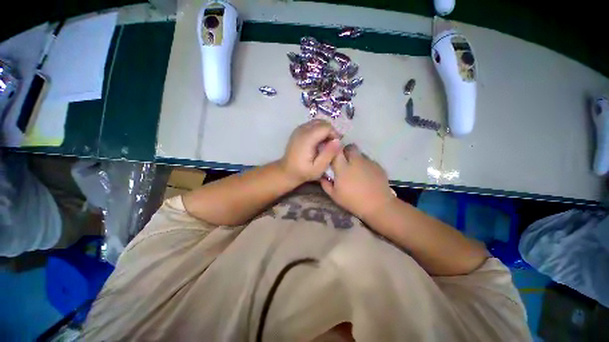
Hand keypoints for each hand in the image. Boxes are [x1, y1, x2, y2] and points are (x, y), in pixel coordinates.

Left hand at [280, 119, 340, 183]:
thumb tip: (338, 141)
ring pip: (318, 122)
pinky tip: (318, 142)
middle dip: (330, 132)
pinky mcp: (298, 130)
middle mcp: (302, 130)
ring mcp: (299, 129)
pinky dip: (319, 130)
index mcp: (307, 138)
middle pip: (322, 122)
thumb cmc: (303, 171)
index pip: (326, 127)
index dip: (334, 135)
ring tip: (325, 144)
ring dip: (325, 131)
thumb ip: (328, 154)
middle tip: (331, 145)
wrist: (287, 171)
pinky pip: (312, 125)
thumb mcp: (318, 168)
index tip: (335, 146)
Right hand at [320, 144, 394, 219]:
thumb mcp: (334, 196)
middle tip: (344, 161)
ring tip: (356, 170)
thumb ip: (325, 184)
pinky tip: (366, 175)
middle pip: (350, 147)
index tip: (333, 156)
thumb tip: (322, 176)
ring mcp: (368, 162)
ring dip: (356, 158)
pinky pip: (369, 160)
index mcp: (343, 167)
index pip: (336, 151)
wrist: (378, 206)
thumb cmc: (353, 201)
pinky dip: (365, 165)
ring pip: (360, 153)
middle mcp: (355, 161)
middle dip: (346, 151)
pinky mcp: (378, 166)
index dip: (334, 151)